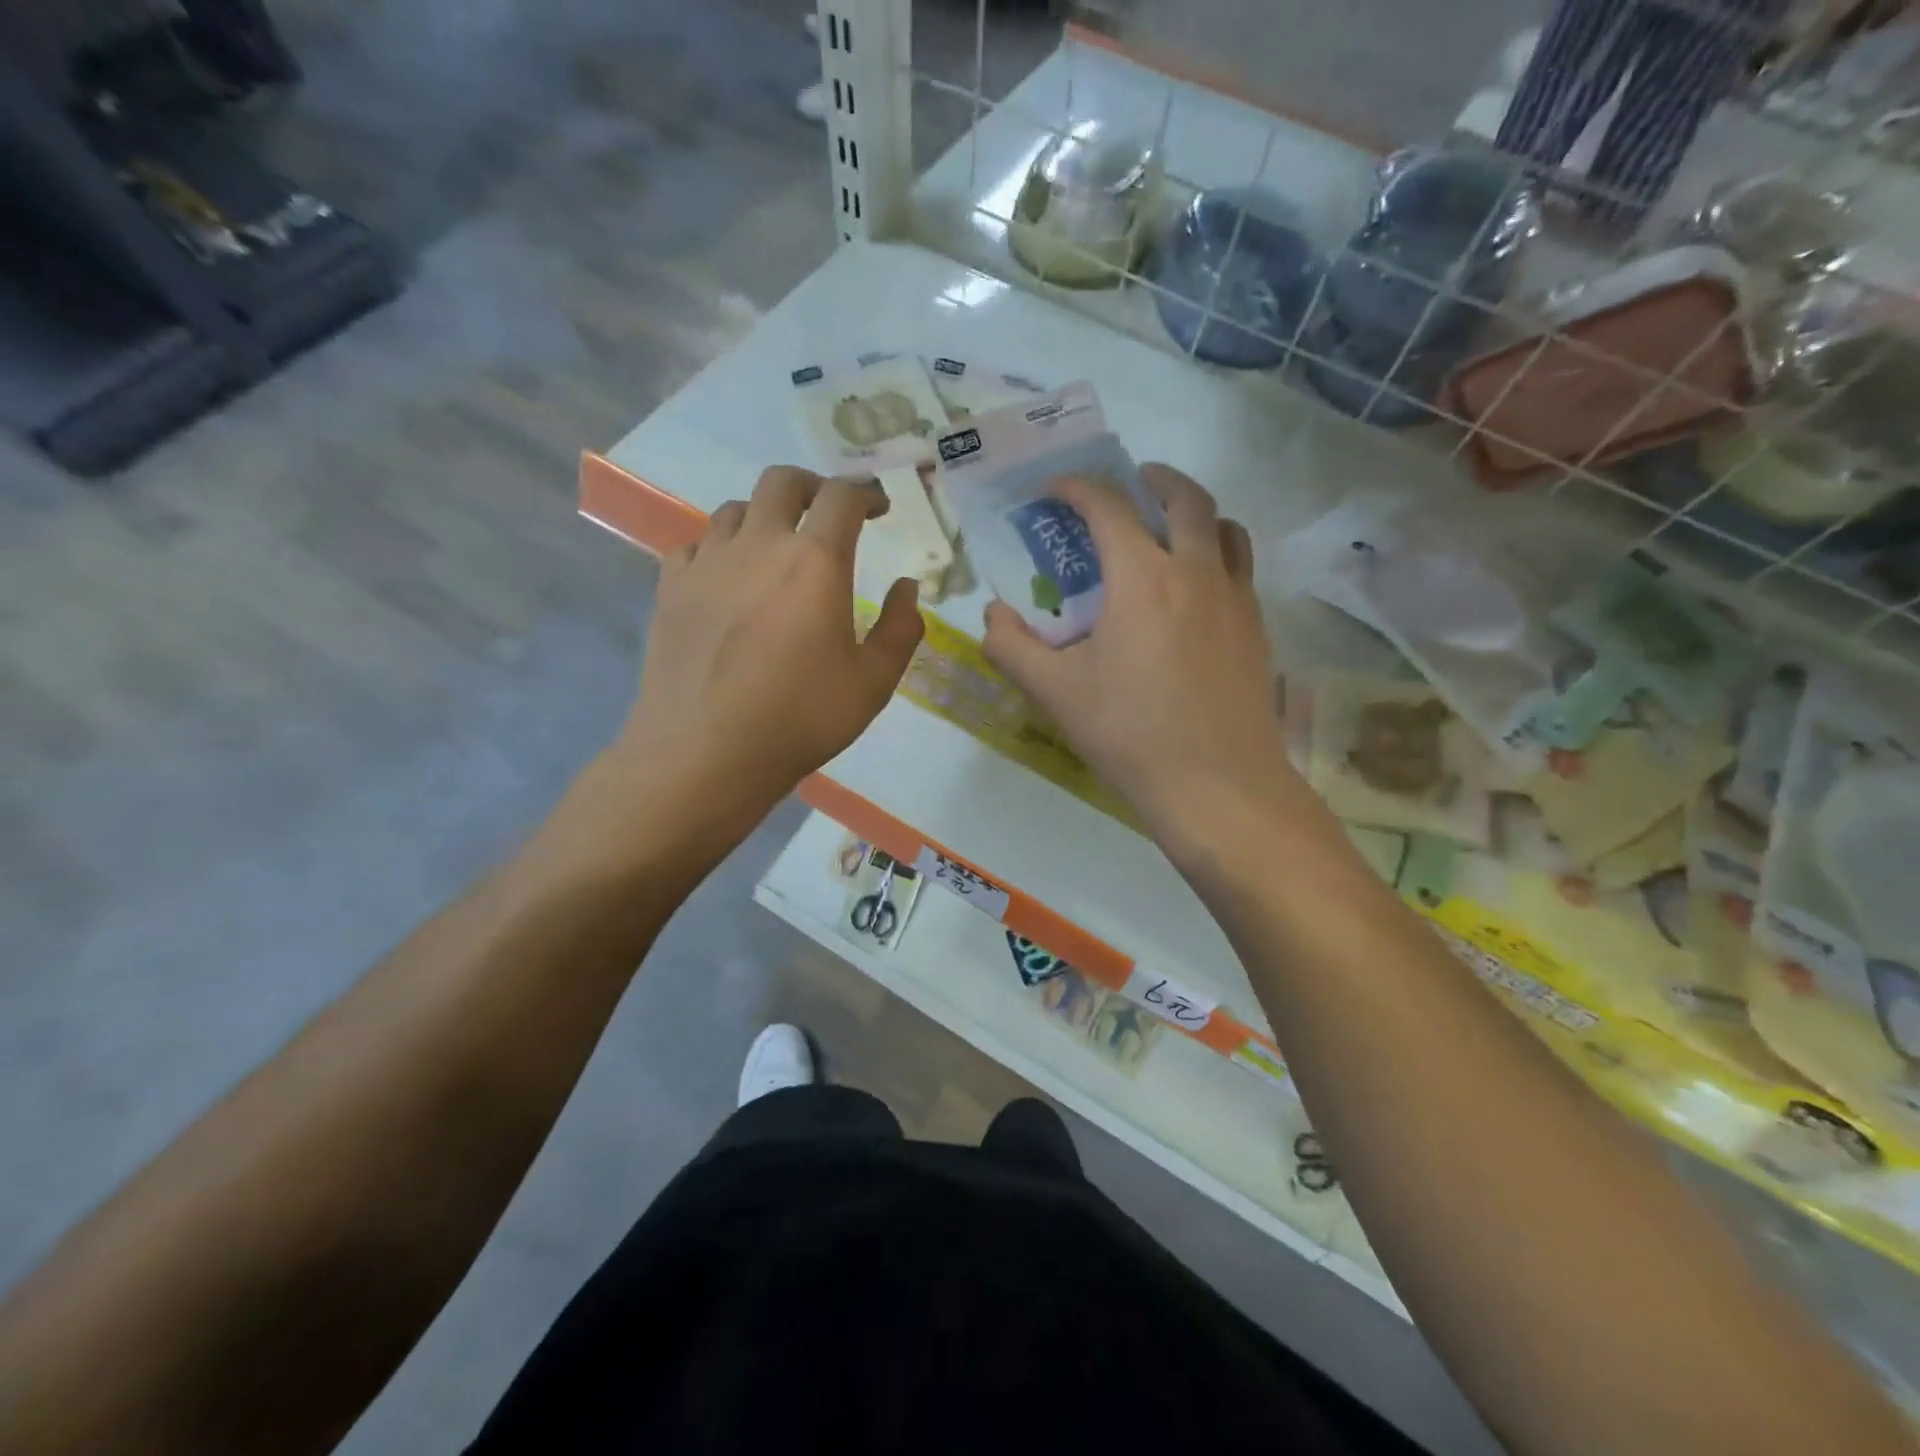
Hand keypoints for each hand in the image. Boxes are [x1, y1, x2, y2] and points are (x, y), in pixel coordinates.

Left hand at [614, 467, 922, 821]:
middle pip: (782, 482)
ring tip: (777, 548)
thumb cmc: (800, 718)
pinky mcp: (670, 587)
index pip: (842, 497)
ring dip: (764, 516)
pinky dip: (720, 547)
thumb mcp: (873, 683)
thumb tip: (907, 588)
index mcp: (814, 561)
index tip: (878, 508)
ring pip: (735, 509)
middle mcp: (758, 544)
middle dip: (812, 487)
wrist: (705, 752)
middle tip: (828, 513)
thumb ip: (899, 629)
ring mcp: (707, 562)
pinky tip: (727, 577)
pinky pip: (696, 544)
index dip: (866, 493)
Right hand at [981, 465, 1290, 842]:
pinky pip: (1240, 569)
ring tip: (1170, 530)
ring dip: (1195, 513)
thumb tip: (994, 615)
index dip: (1078, 488)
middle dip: (1154, 479)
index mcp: (1142, 576)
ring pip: (1225, 528)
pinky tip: (1195, 593)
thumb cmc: (1130, 734)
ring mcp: (1235, 599)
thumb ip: (1013, 646)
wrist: (1217, 785)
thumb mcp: (1055, 692)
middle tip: (1132, 484)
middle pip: (1185, 498)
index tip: (1056, 490)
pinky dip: (1217, 555)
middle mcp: (1196, 571)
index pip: (1108, 508)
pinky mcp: (1257, 629)